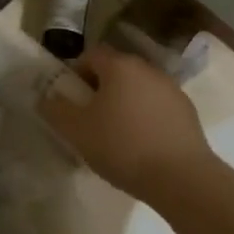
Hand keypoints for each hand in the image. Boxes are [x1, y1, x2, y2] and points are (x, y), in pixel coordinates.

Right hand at [39, 44, 214, 204]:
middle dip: (99, 89)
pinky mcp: (188, 112)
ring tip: (116, 136)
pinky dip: (145, 118)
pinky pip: (157, 107)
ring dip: (124, 104)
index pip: (90, 55)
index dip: (76, 74)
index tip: (71, 100)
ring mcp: (172, 89)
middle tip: (89, 119)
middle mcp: (148, 69)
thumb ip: (55, 110)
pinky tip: (141, 146)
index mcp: (119, 66)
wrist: (182, 178)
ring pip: (137, 89)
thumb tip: (46, 98)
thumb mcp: (75, 131)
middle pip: (115, 70)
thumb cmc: (122, 146)